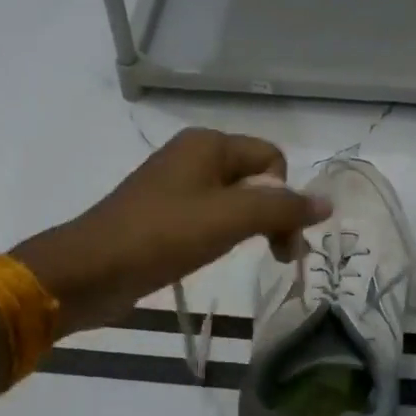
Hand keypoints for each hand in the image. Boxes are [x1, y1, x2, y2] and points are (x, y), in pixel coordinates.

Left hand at [11, 128, 328, 337]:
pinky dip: (224, 235)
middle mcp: (193, 157)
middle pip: (256, 178)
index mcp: (208, 144)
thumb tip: (327, 203)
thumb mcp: (230, 219)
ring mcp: (175, 187)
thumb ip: (282, 208)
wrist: (88, 271)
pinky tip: (216, 256)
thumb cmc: (162, 236)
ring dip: (253, 228)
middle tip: (280, 257)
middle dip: (274, 215)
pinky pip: (210, 218)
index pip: (273, 159)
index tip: (281, 238)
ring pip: (234, 201)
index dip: (285, 196)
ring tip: (256, 258)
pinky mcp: (162, 216)